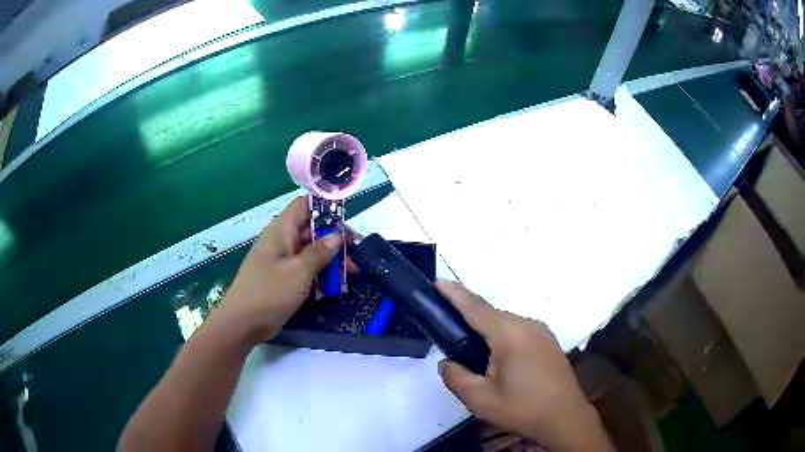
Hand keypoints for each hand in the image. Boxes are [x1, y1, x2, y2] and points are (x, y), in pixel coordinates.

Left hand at [216, 197, 341, 341]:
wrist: (243, 323)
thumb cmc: (269, 292)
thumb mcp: (298, 271)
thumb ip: (319, 252)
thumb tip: (336, 236)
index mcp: (281, 230)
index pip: (304, 206)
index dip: (325, 208)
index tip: (346, 221)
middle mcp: (281, 241)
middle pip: (311, 230)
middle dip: (334, 239)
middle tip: (356, 252)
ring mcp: (282, 261)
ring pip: (310, 251)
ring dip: (330, 259)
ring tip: (352, 271)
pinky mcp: (283, 278)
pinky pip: (305, 269)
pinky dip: (320, 273)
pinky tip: (336, 284)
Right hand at [436, 281, 612, 451]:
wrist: (565, 418)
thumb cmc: (522, 409)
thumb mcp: (480, 400)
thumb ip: (456, 377)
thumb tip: (447, 362)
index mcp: (510, 335)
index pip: (476, 308)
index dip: (455, 294)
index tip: (438, 282)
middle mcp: (528, 325)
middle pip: (491, 314)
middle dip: (469, 317)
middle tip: (448, 330)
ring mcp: (542, 332)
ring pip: (506, 323)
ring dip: (487, 329)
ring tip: (472, 350)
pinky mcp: (549, 342)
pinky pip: (519, 331)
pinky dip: (502, 336)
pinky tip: (498, 358)